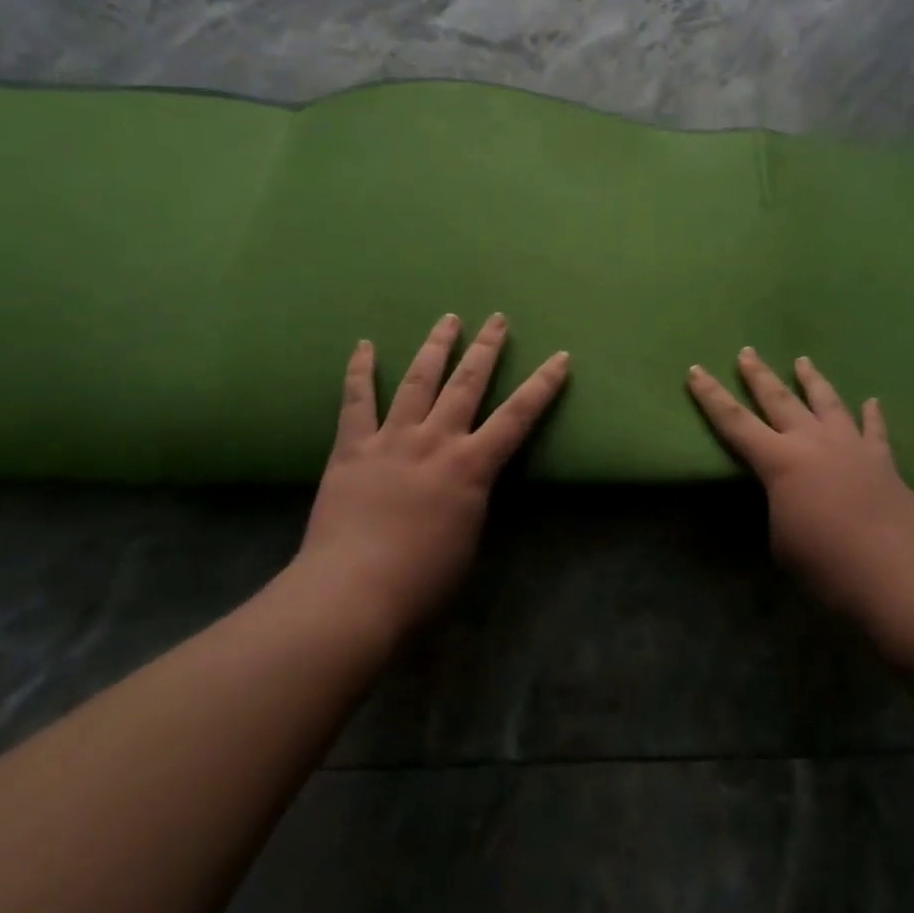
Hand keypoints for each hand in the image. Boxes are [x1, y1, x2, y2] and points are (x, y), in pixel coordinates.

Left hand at [289, 314, 569, 645]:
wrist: (354, 593)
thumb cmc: (423, 581)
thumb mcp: (469, 538)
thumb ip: (472, 498)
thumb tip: (467, 481)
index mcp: (472, 467)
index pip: (517, 416)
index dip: (542, 385)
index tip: (560, 356)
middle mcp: (436, 440)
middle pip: (467, 383)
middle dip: (486, 348)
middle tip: (497, 319)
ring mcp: (392, 439)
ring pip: (419, 381)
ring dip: (436, 347)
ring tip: (448, 319)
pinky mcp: (352, 448)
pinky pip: (356, 401)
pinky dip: (360, 371)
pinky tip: (364, 345)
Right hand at [688, 348, 913, 629]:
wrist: (902, 579)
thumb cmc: (829, 568)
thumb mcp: (782, 543)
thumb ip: (780, 509)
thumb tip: (791, 499)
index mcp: (780, 462)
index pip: (735, 422)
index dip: (711, 396)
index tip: (695, 370)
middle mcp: (813, 443)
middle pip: (779, 399)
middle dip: (759, 375)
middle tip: (747, 352)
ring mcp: (852, 447)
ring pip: (827, 402)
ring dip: (812, 380)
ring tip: (802, 360)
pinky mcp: (884, 462)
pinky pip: (875, 430)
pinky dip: (872, 414)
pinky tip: (872, 401)